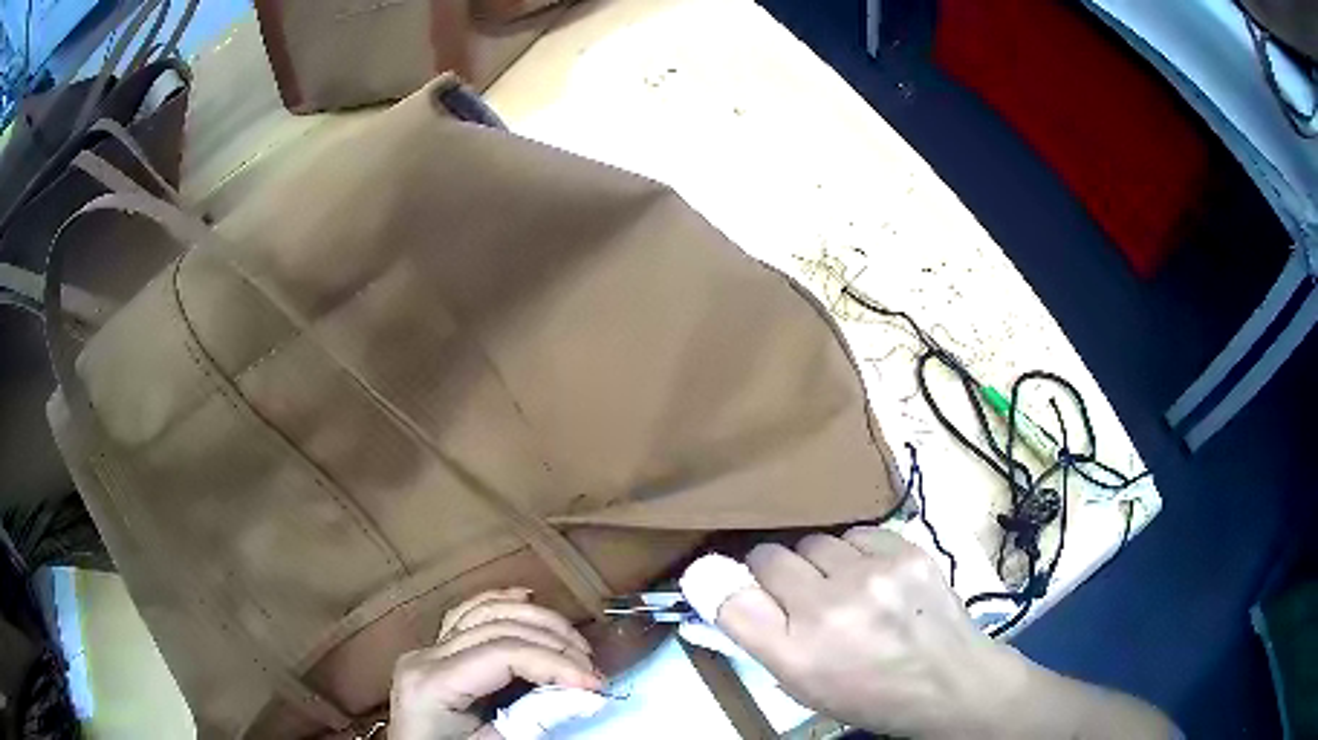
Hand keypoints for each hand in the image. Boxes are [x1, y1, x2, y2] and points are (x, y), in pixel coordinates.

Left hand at [389, 588, 603, 739]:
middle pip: (498, 627)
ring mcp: (427, 650)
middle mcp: (425, 656)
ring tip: (575, 645)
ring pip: (485, 611)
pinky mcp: (434, 653)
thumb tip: (581, 695)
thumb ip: (531, 720)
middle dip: (554, 644)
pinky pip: (467, 614)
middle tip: (593, 671)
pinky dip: (501, 602)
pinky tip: (527, 598)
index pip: (503, 653)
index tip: (595, 684)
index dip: (555, 663)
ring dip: (537, 621)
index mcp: (432, 683)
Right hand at [714, 527, 1022, 737]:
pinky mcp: (905, 551)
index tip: (742, 590)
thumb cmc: (869, 693)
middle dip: (776, 574)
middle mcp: (827, 609)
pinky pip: (856, 534)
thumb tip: (718, 584)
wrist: (949, 681)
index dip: (729, 587)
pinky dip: (856, 553)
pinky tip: (873, 576)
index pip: (730, 596)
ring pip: (814, 542)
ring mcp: (871, 574)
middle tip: (802, 597)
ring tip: (844, 588)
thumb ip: (758, 635)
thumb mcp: (802, 684)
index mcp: (795, 654)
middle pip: (768, 557)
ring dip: (819, 563)